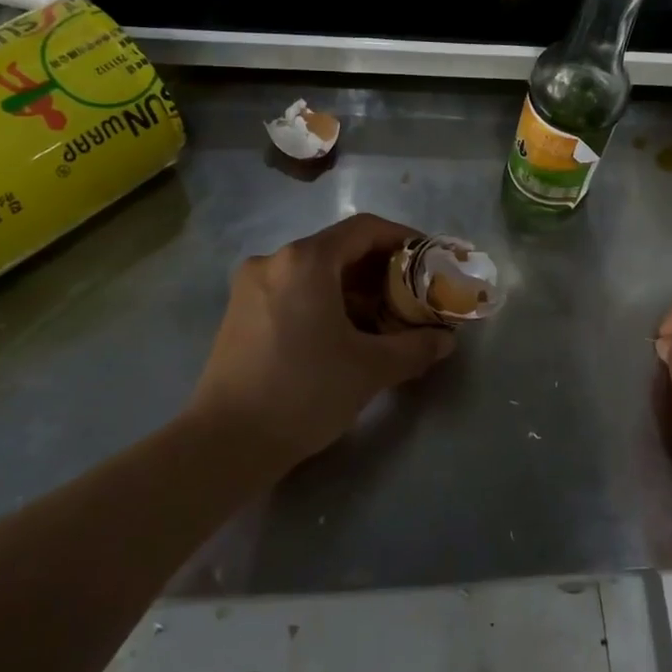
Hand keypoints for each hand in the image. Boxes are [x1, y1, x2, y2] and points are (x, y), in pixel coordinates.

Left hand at [189, 214, 454, 470]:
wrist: (225, 443)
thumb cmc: (304, 392)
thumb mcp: (370, 369)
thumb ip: (415, 347)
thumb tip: (445, 341)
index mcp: (306, 261)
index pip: (365, 229)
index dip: (402, 239)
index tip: (428, 260)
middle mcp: (274, 261)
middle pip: (339, 249)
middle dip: (381, 270)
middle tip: (412, 296)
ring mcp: (251, 286)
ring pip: (316, 272)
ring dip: (354, 289)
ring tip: (384, 320)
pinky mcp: (240, 312)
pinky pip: (294, 291)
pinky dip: (326, 302)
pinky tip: (344, 334)